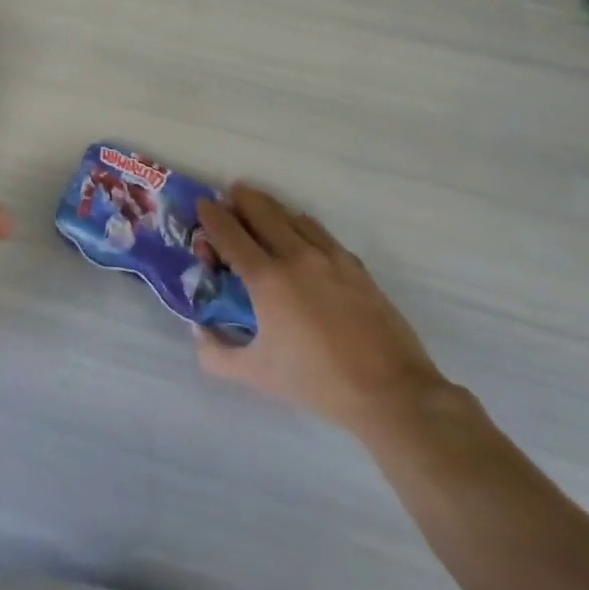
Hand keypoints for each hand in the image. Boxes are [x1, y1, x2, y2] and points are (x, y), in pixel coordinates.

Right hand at [195, 184, 448, 438]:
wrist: (390, 392)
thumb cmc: (317, 382)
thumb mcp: (257, 374)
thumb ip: (217, 354)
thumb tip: (198, 333)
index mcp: (266, 279)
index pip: (229, 232)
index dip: (211, 215)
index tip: (202, 205)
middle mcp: (295, 256)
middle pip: (261, 209)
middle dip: (240, 198)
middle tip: (230, 197)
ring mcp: (329, 257)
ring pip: (292, 215)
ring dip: (271, 208)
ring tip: (261, 211)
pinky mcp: (354, 266)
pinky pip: (320, 232)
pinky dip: (301, 225)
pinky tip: (300, 235)